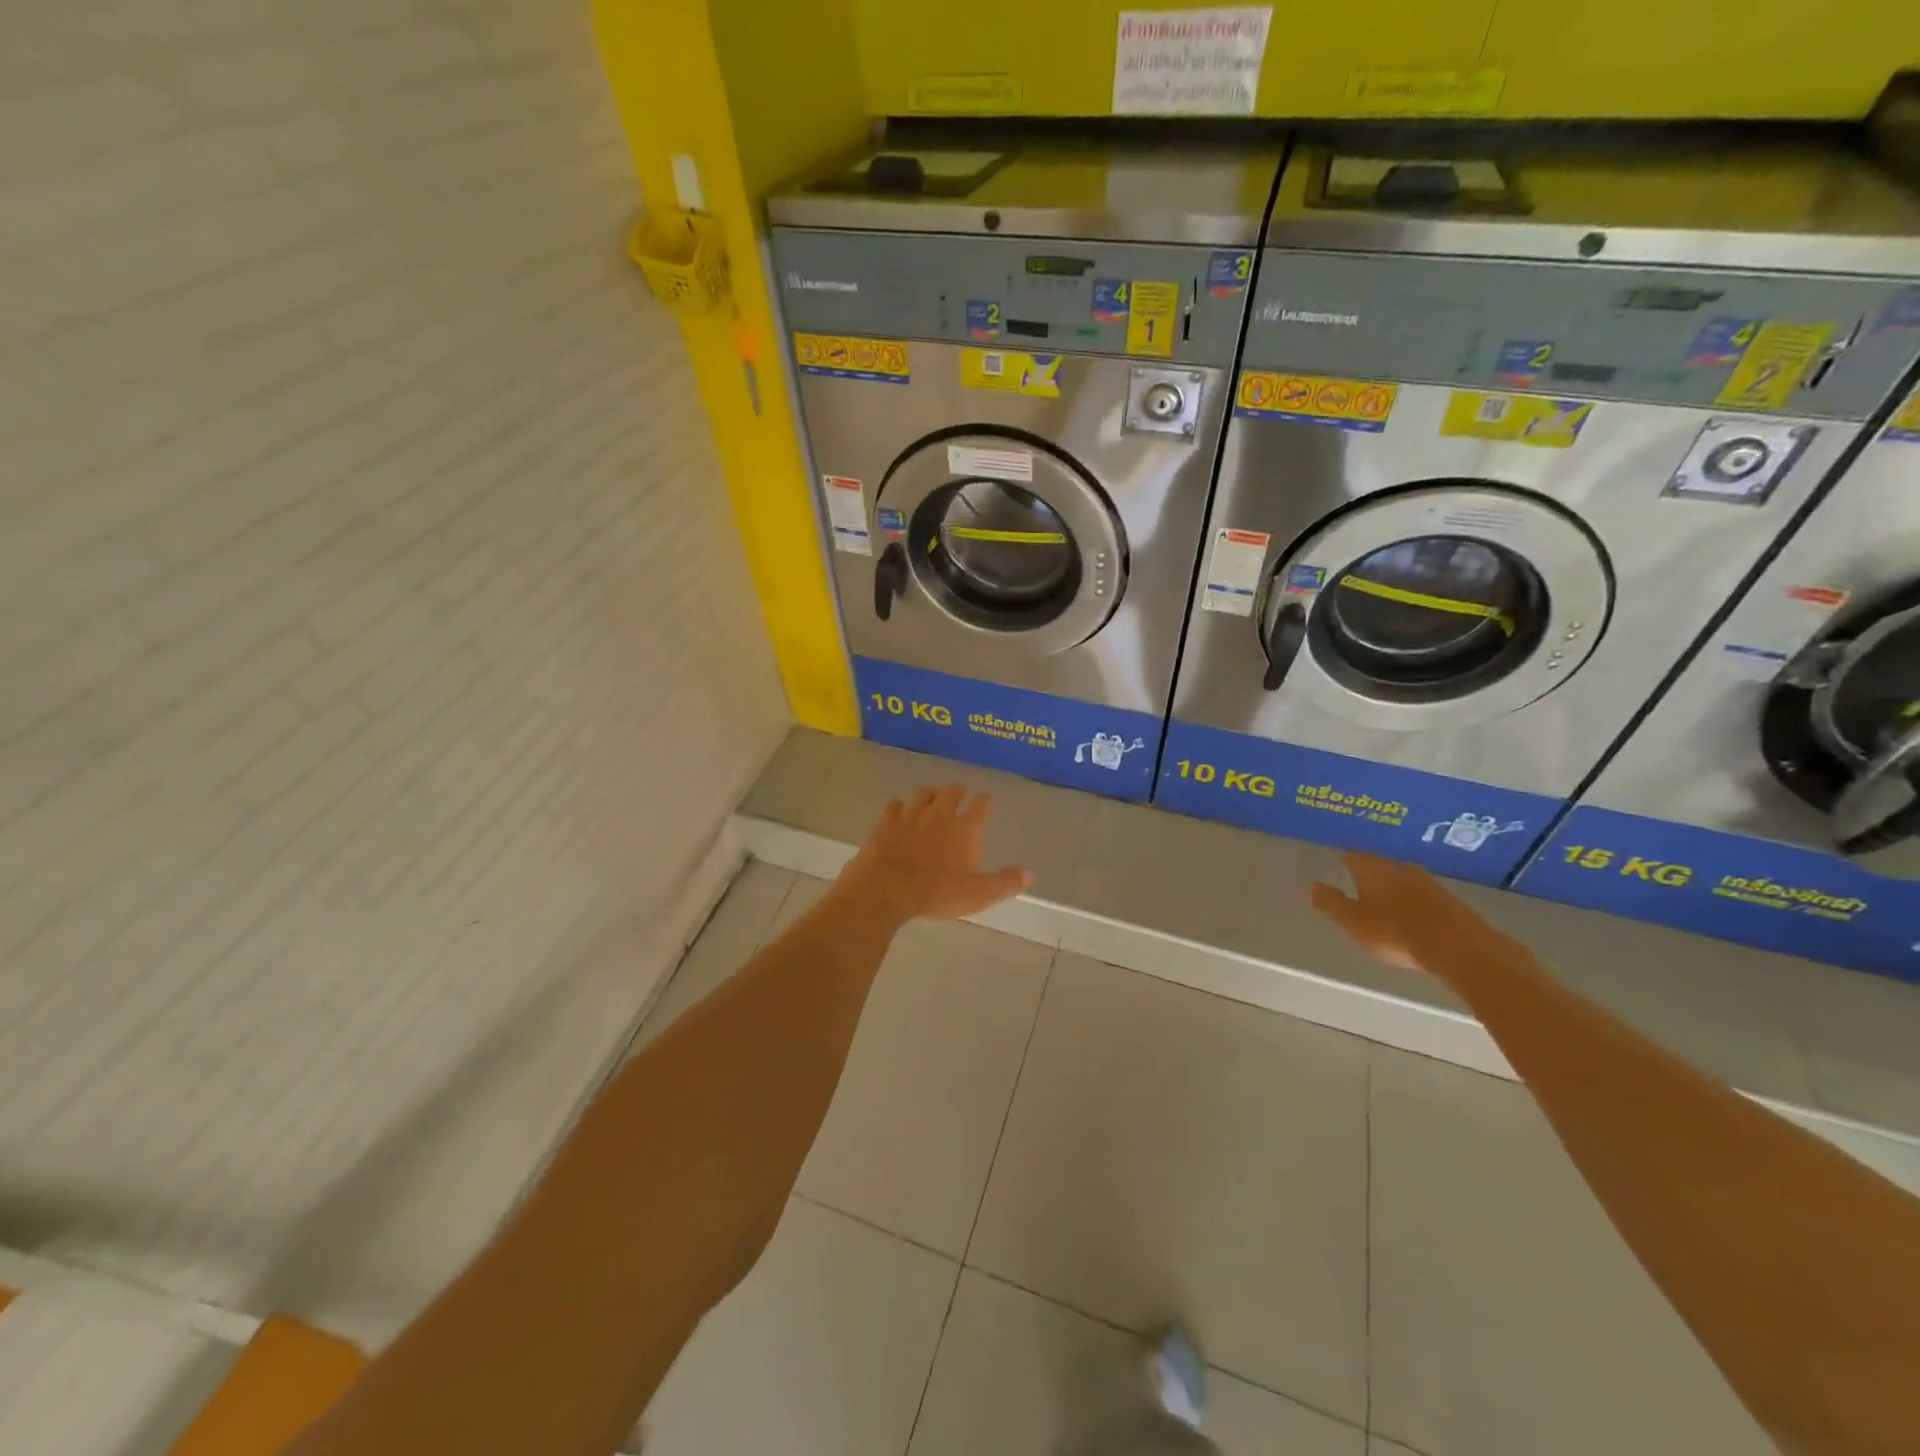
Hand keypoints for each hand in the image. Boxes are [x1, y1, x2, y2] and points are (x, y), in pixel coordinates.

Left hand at [834, 785, 1033, 925]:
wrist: (888, 888)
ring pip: (923, 793)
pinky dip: (898, 807)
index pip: (981, 806)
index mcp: (965, 829)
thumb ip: (1005, 882)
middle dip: (959, 791)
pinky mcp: (886, 822)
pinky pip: (894, 805)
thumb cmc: (937, 893)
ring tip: (932, 797)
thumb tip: (1031, 874)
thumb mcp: (978, 894)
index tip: (987, 799)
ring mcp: (911, 815)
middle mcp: (940, 815)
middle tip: (961, 791)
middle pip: (952, 793)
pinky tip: (898, 811)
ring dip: (930, 793)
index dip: (985, 801)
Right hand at [1310, 852, 1483, 979]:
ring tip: (1385, 902)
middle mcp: (1399, 868)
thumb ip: (1330, 903)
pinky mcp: (1450, 901)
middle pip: (1380, 866)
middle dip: (1370, 874)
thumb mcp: (1351, 921)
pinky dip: (1414, 903)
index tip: (1339, 867)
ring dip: (1394, 888)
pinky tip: (1413, 917)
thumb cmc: (1393, 931)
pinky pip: (1423, 896)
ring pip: (1403, 880)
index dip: (1345, 862)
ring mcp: (1428, 883)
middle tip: (1360, 885)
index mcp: (1372, 869)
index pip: (1353, 856)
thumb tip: (1312, 885)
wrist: (1458, 947)